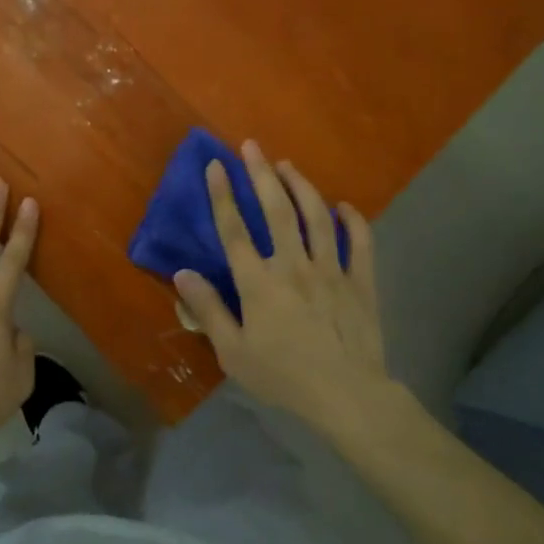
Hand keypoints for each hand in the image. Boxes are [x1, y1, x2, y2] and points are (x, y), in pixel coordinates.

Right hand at [174, 140, 387, 429]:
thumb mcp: (233, 352)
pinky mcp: (361, 281)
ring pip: (316, 217)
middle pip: (276, 210)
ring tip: (288, 166)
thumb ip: (208, 310)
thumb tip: (182, 273)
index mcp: (259, 282)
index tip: (215, 164)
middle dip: (261, 174)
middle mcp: (293, 265)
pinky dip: (353, 220)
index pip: (234, 230)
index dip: (222, 194)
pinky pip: (360, 242)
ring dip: (302, 186)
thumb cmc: (284, 376)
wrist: (348, 396)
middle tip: (252, 146)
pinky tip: (344, 206)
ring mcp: (331, 270)